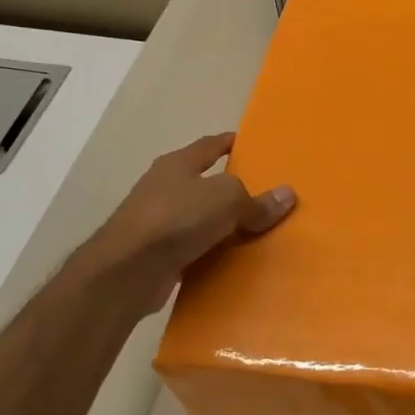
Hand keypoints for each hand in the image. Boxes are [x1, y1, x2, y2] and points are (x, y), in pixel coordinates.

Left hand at [79, 134, 295, 313]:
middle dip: (232, 188)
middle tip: (265, 195)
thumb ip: (256, 200)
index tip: (254, 146)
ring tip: (256, 231)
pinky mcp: (156, 254)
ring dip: (223, 224)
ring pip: (200, 218)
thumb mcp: (227, 200)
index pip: (210, 145)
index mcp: (178, 164)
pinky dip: (212, 252)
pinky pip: (194, 248)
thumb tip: (287, 195)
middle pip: (205, 183)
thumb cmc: (176, 219)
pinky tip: (233, 260)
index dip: (231, 143)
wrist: (127, 271)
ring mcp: (157, 222)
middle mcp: (164, 188)